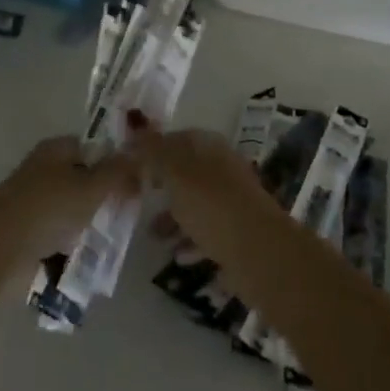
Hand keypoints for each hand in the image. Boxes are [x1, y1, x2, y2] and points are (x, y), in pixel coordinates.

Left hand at [0, 136, 135, 265]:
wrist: (1, 248)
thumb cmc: (48, 207)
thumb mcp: (91, 186)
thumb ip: (117, 172)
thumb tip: (138, 154)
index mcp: (56, 150)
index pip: (92, 148)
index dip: (115, 162)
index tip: (137, 182)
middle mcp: (44, 172)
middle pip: (82, 181)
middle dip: (104, 198)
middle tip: (130, 215)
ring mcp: (35, 205)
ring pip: (72, 213)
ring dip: (90, 227)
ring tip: (116, 243)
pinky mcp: (29, 236)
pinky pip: (59, 240)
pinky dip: (74, 249)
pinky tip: (93, 262)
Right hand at [123, 119, 274, 263]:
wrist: (260, 254)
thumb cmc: (212, 205)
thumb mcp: (175, 173)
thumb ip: (152, 153)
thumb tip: (134, 135)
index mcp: (210, 147)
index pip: (176, 138)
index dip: (152, 148)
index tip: (130, 165)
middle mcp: (223, 168)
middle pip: (186, 171)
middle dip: (161, 184)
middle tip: (137, 197)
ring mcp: (233, 200)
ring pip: (196, 202)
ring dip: (173, 216)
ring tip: (152, 234)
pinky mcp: (238, 233)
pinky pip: (207, 231)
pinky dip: (190, 239)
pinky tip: (177, 255)